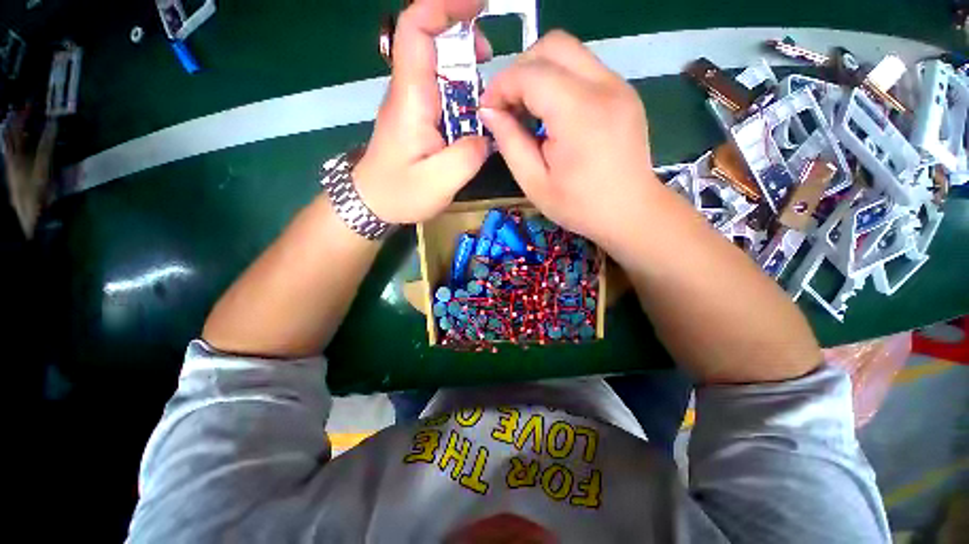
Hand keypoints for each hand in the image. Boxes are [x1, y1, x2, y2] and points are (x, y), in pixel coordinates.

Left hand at [352, 0, 493, 224]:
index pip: (415, 30)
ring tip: (489, 90)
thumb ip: (467, 157)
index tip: (477, 5)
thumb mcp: (438, 183)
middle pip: (430, 41)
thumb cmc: (399, 193)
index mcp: (411, 99)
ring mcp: (413, 103)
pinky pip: (441, 91)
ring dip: (466, 67)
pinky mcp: (418, 117)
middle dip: (463, 37)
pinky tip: (476, 112)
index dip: (443, 6)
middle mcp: (409, 92)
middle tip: (490, 58)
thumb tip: (488, 136)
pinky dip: (462, 92)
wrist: (372, 202)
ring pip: (439, 66)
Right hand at [479, 31, 659, 252]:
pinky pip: (583, 69)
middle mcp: (604, 87)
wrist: (631, 212)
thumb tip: (490, 112)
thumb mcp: (534, 182)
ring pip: (569, 53)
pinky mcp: (624, 92)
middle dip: (520, 70)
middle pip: (552, 46)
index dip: (501, 86)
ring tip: (529, 111)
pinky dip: (559, 82)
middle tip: (509, 106)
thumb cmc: (579, 206)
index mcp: (579, 114)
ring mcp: (619, 85)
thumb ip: (510, 142)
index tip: (488, 110)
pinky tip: (553, 115)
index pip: (531, 73)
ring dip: (539, 74)